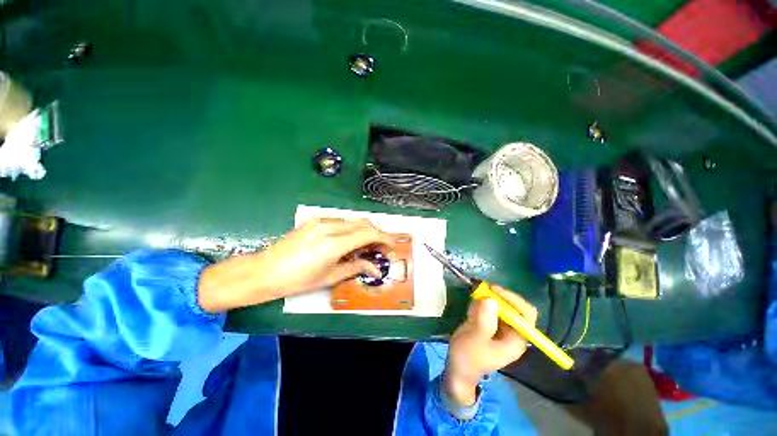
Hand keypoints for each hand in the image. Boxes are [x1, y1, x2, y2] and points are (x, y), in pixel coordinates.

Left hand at [198, 218, 394, 312]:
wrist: (263, 271)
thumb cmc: (296, 280)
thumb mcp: (329, 277)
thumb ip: (355, 267)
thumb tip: (375, 268)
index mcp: (334, 243)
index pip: (368, 234)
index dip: (384, 238)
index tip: (392, 246)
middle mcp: (330, 227)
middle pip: (363, 223)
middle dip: (376, 233)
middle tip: (380, 248)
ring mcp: (321, 221)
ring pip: (352, 220)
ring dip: (364, 230)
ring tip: (366, 246)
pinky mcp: (314, 221)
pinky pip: (341, 221)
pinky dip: (351, 229)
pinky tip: (349, 241)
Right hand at [444, 286, 537, 405]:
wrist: (457, 368)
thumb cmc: (468, 357)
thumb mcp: (475, 339)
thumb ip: (484, 321)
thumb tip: (491, 299)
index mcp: (516, 339)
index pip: (526, 314)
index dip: (513, 300)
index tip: (494, 290)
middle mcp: (513, 332)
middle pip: (513, 306)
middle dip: (496, 298)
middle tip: (479, 292)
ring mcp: (501, 327)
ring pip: (499, 305)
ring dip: (485, 301)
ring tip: (471, 311)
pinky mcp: (491, 323)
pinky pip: (489, 307)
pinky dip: (479, 304)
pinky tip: (470, 314)